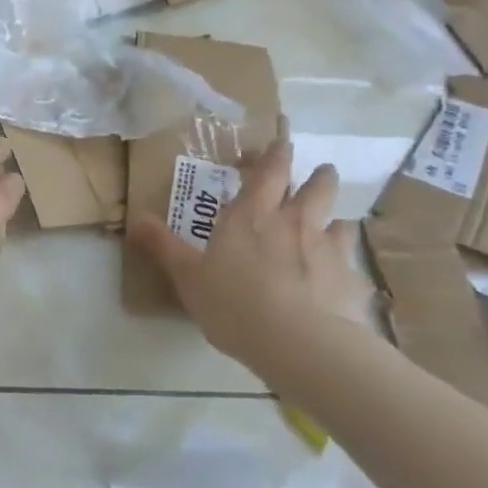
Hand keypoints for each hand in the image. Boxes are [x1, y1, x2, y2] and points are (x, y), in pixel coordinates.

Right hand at [128, 120, 370, 374]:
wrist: (300, 344)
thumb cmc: (235, 303)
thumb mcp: (188, 277)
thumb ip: (164, 246)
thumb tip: (135, 219)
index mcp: (252, 216)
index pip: (269, 172)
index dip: (276, 155)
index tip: (281, 143)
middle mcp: (294, 223)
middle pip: (316, 187)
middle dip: (318, 176)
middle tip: (320, 171)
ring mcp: (329, 250)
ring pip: (340, 221)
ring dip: (336, 219)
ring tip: (333, 225)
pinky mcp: (352, 282)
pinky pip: (352, 265)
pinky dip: (346, 266)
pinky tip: (342, 280)